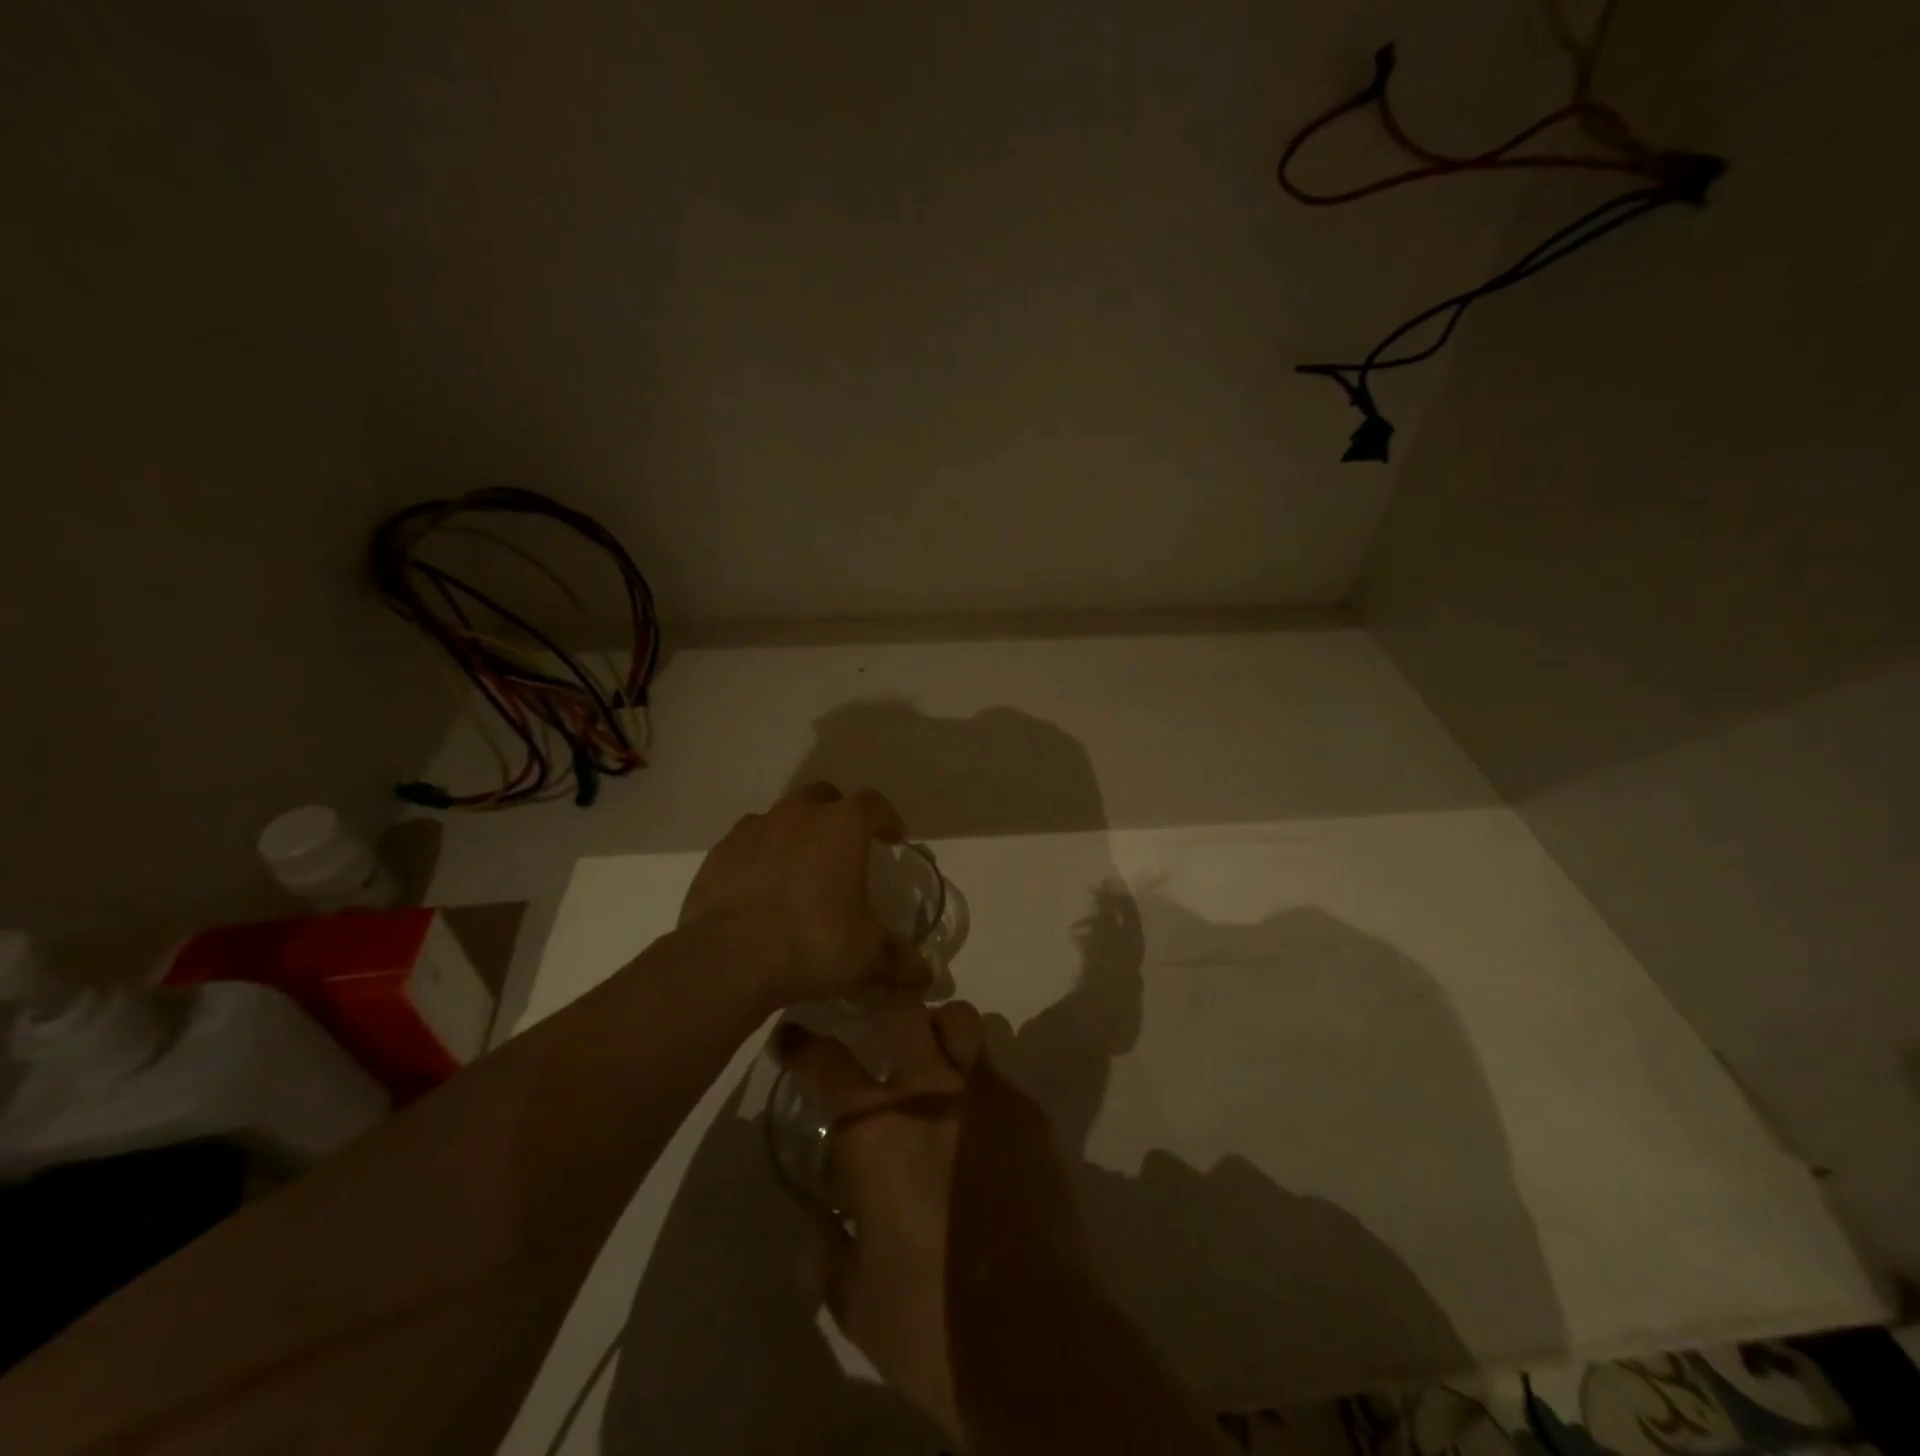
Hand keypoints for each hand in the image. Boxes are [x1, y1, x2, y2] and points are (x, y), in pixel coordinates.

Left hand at [679, 783, 930, 1006]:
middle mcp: (799, 814)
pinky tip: (760, 889)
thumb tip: (924, 977)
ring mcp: (754, 829)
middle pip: (825, 797)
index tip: (894, 839)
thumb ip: (900, 961)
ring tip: (799, 871)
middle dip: (837, 816)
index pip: (874, 805)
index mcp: (842, 826)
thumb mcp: (867, 958)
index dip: (887, 819)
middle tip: (844, 849)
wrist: (729, 958)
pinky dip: (759, 857)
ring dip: (795, 834)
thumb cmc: (813, 943)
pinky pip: (747, 844)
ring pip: (782, 817)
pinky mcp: (719, 853)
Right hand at [774, 1001, 1095, 1438]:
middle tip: (871, 1021)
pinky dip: (978, 1079)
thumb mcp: (857, 1302)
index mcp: (875, 1131)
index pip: (824, 1061)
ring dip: (938, 1027)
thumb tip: (816, 1230)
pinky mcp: (1029, 1112)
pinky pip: (997, 1071)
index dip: (801, 1043)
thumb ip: (827, 1254)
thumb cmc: (932, 1321)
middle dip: (878, 1001)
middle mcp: (929, 1092)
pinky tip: (978, 1120)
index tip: (792, 1035)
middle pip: (899, 1007)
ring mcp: (985, 1094)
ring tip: (931, 1057)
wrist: (1038, 1339)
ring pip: (960, 1019)